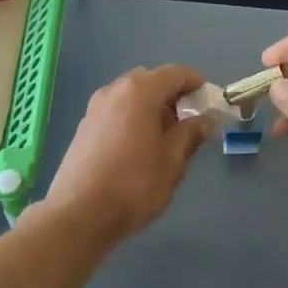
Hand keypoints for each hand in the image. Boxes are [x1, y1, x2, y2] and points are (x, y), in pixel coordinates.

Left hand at [40, 65, 212, 244]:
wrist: (79, 214)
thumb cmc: (134, 184)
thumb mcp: (172, 161)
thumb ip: (190, 134)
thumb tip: (203, 120)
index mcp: (139, 91)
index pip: (175, 73)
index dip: (195, 83)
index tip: (209, 101)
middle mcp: (114, 91)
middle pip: (150, 81)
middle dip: (172, 96)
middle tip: (189, 122)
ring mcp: (95, 108)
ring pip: (131, 97)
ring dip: (151, 108)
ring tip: (165, 138)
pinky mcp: (84, 128)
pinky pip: (116, 112)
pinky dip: (133, 118)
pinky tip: (139, 147)